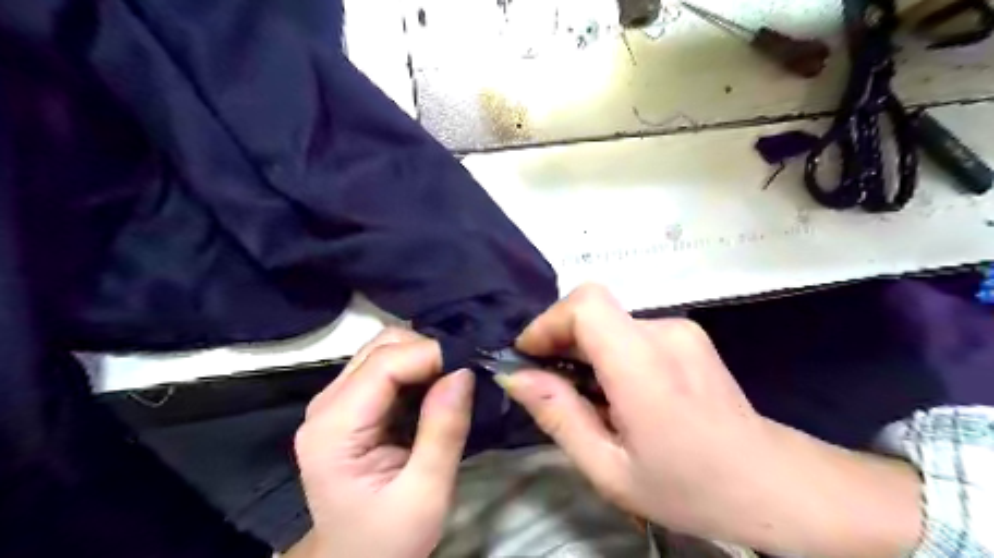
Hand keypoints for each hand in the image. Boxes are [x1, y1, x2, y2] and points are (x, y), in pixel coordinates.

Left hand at [287, 327, 472, 556]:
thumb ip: (444, 431)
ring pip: (384, 350)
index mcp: (334, 429)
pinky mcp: (351, 404)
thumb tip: (464, 371)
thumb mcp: (426, 495)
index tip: (473, 364)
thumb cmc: (388, 538)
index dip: (432, 354)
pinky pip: (387, 367)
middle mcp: (327, 404)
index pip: (385, 364)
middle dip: (428, 351)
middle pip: (381, 347)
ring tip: (455, 379)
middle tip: (466, 372)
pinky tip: (437, 388)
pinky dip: (417, 368)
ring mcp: (336, 401)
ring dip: (424, 356)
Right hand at [498, 286, 923, 556]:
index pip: (586, 304)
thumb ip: (558, 416)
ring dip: (585, 351)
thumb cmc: (689, 487)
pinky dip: (610, 353)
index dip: (549, 322)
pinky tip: (620, 393)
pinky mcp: (688, 334)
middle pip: (594, 311)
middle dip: (560, 341)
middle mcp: (665, 332)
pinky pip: (631, 332)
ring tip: (589, 398)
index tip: (528, 355)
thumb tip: (514, 376)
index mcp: (644, 366)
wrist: (771, 483)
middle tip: (548, 385)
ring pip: (610, 323)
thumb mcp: (609, 469)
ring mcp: (681, 329)